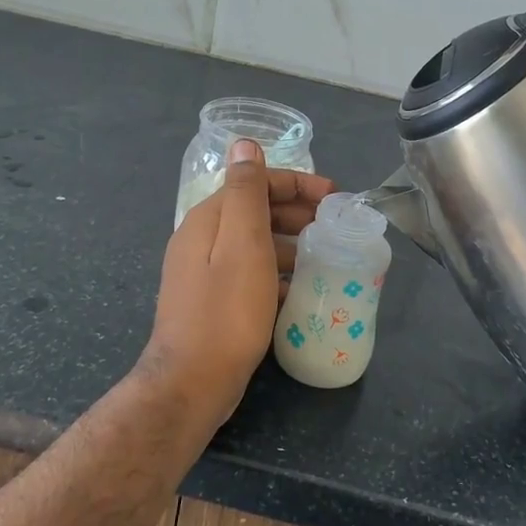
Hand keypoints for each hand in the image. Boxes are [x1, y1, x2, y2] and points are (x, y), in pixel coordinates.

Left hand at [141, 140, 333, 420]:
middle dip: (295, 211)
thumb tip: (243, 143)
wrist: (191, 382)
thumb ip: (246, 192)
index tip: (334, 197)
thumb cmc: (226, 311)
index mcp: (208, 219)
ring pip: (253, 243)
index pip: (255, 182)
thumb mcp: (243, 245)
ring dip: (289, 242)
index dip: (297, 183)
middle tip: (333, 227)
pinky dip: (276, 271)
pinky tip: (298, 289)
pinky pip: (250, 272)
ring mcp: (203, 272)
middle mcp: (201, 239)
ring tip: (323, 256)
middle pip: (254, 210)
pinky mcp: (211, 301)